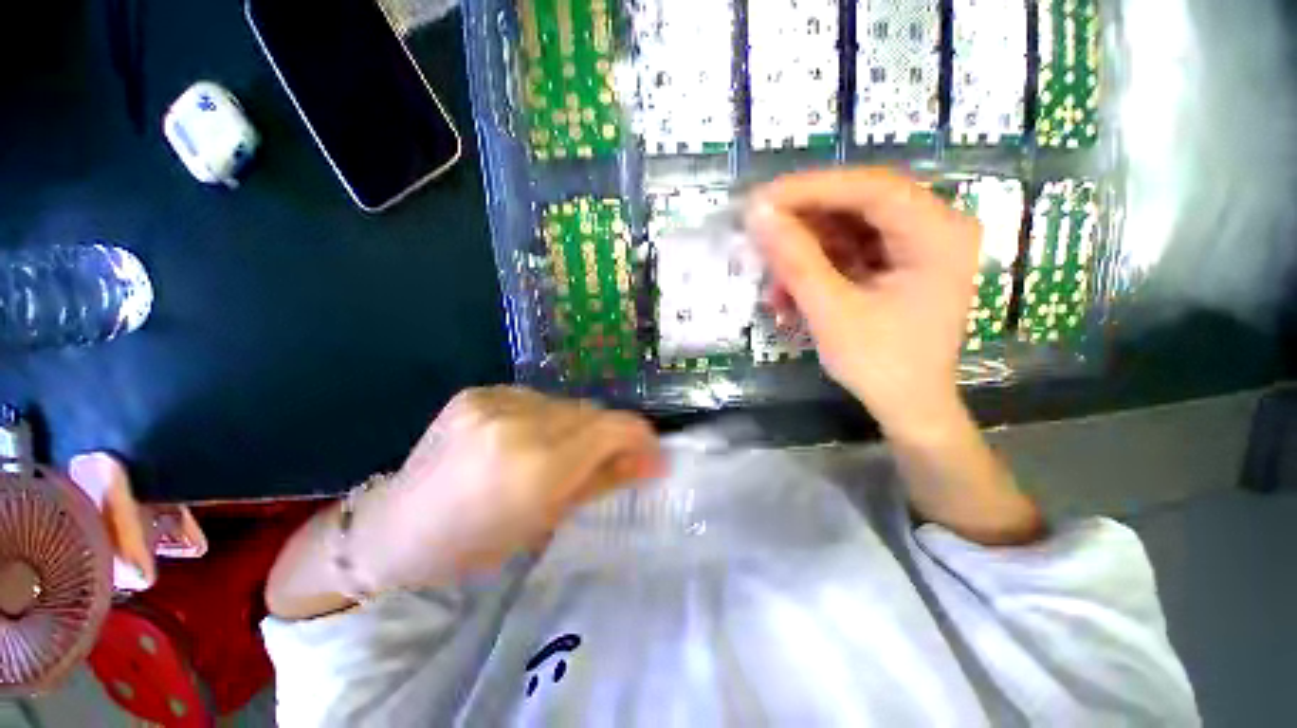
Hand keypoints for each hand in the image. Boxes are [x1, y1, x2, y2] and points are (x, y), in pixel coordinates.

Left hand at [350, 387, 663, 591]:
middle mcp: (519, 422)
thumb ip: (604, 480)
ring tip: (559, 453)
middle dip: (608, 434)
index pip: (612, 428)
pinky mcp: (478, 391)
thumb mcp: (548, 521)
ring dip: (577, 425)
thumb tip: (652, 461)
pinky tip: (527, 439)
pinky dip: (547, 417)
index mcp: (537, 466)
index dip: (640, 437)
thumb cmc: (475, 543)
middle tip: (606, 459)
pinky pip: (536, 398)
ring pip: (567, 403)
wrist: (395, 528)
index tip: (651, 453)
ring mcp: (494, 400)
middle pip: (592, 411)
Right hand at [746, 167, 980, 440]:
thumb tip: (757, 215)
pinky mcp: (898, 264)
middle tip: (759, 235)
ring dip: (804, 253)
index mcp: (937, 234)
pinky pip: (849, 252)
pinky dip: (815, 269)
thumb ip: (795, 260)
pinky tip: (789, 294)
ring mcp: (917, 246)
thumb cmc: (880, 364)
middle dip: (803, 224)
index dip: (810, 189)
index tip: (760, 201)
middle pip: (858, 204)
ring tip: (772, 283)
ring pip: (848, 228)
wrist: (909, 407)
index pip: (869, 188)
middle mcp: (935, 228)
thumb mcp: (832, 311)